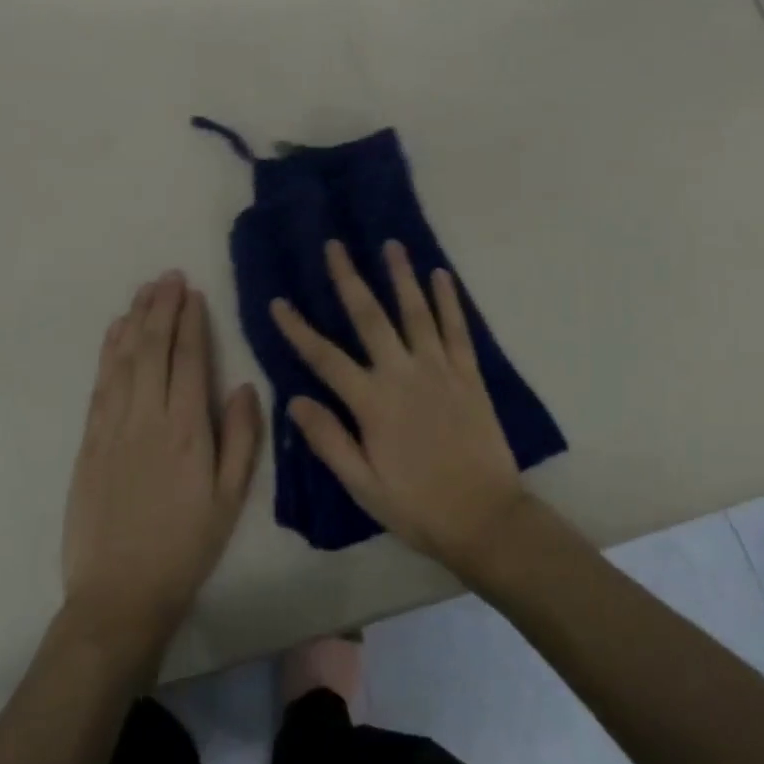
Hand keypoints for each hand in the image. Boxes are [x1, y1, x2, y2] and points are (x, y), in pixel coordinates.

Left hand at [62, 272, 262, 651]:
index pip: (189, 360)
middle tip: (168, 276)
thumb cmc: (186, 547)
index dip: (190, 322)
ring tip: (144, 290)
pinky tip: (115, 332)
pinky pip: (100, 385)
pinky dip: (108, 352)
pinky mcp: (89, 442)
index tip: (192, 293)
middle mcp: (148, 418)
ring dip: (134, 320)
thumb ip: (242, 438)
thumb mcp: (230, 499)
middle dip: (162, 308)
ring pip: (124, 359)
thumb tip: (245, 386)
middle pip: (153, 349)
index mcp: (188, 430)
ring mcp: (113, 428)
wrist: (119, 595)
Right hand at [270, 240, 526, 573]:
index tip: (278, 301)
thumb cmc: (418, 506)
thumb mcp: (362, 485)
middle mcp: (403, 374)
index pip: (324, 358)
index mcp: (372, 402)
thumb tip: (294, 400)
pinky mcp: (469, 374)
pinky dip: (449, 300)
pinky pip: (457, 329)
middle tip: (335, 245)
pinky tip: (441, 275)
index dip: (298, 329)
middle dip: (349, 279)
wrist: (485, 518)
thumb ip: (328, 440)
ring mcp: (439, 369)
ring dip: (402, 276)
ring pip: (416, 312)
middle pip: (370, 317)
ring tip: (391, 245)